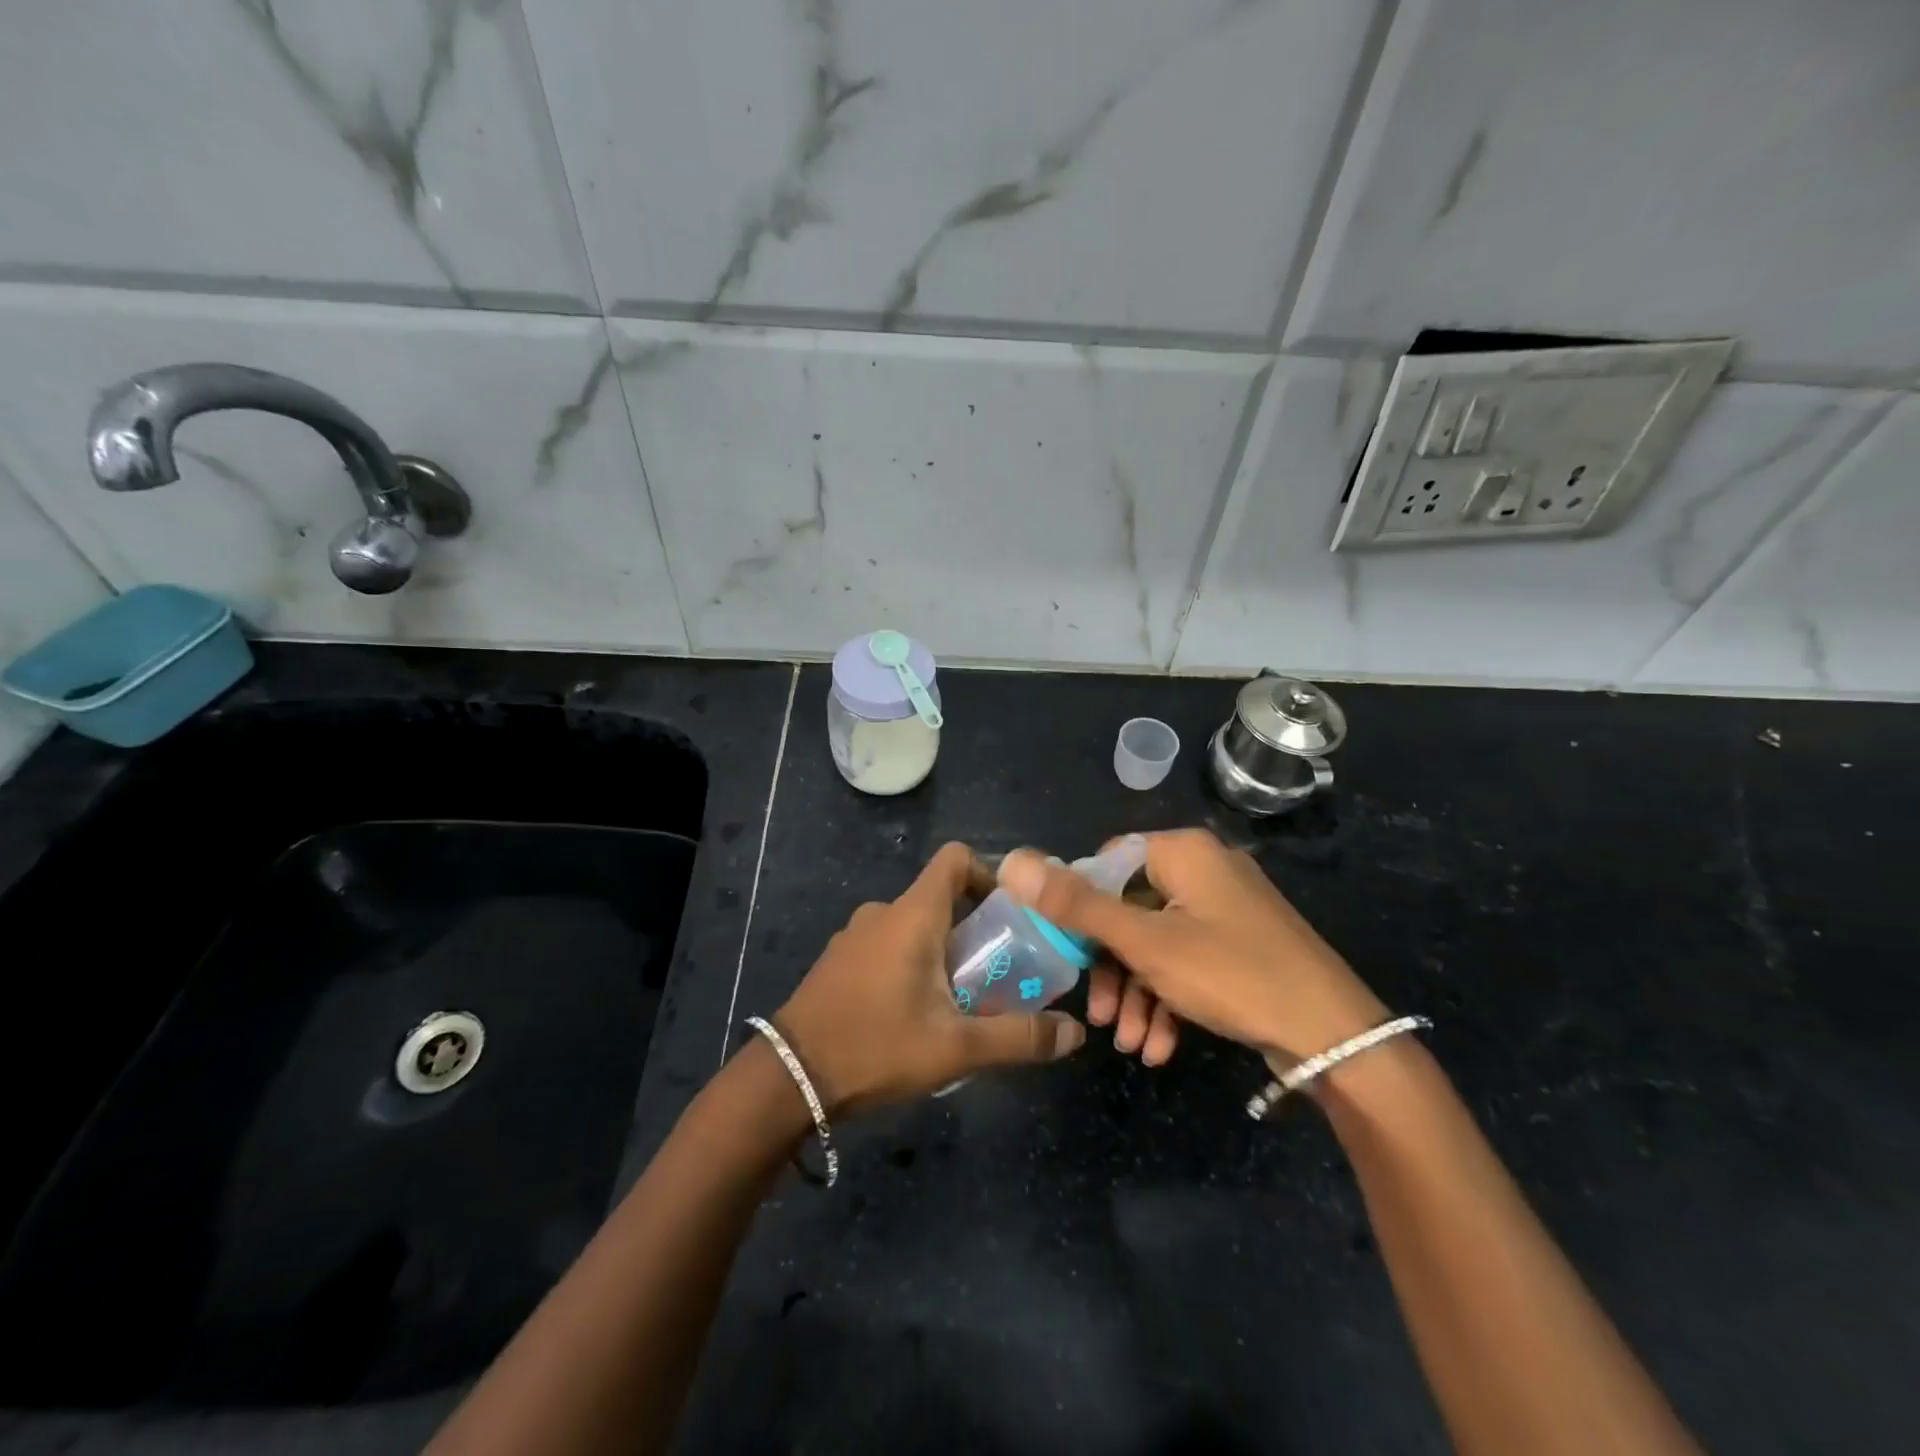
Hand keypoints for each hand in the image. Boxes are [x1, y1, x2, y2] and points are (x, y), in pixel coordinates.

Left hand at [774, 843, 1085, 1114]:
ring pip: (915, 925)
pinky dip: (912, 963)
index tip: (1012, 913)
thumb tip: (1074, 1034)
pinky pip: (889, 945)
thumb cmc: (876, 1047)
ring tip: (963, 1000)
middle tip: (1001, 971)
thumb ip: (1019, 1037)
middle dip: (976, 928)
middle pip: (941, 897)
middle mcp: (883, 912)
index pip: (955, 858)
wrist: (788, 1076)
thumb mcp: (956, 1048)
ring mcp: (856, 935)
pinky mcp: (840, 960)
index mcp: (913, 914)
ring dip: (944, 950)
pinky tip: (917, 1013)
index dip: (989, 873)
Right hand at [997, 828, 1385, 1065]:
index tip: (1067, 954)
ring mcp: (1225, 909)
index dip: (1080, 907)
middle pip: (1130, 909)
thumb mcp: (1145, 943)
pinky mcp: (1240, 944)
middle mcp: (1203, 870)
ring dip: (1137, 994)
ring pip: (1157, 943)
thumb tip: (1011, 861)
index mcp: (1182, 853)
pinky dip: (1169, 999)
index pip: (1107, 863)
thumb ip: (1076, 905)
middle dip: (1111, 969)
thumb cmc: (1233, 974)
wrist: (1335, 1036)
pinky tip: (1160, 1047)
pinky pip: (1188, 961)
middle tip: (1099, 1017)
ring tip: (1131, 1045)